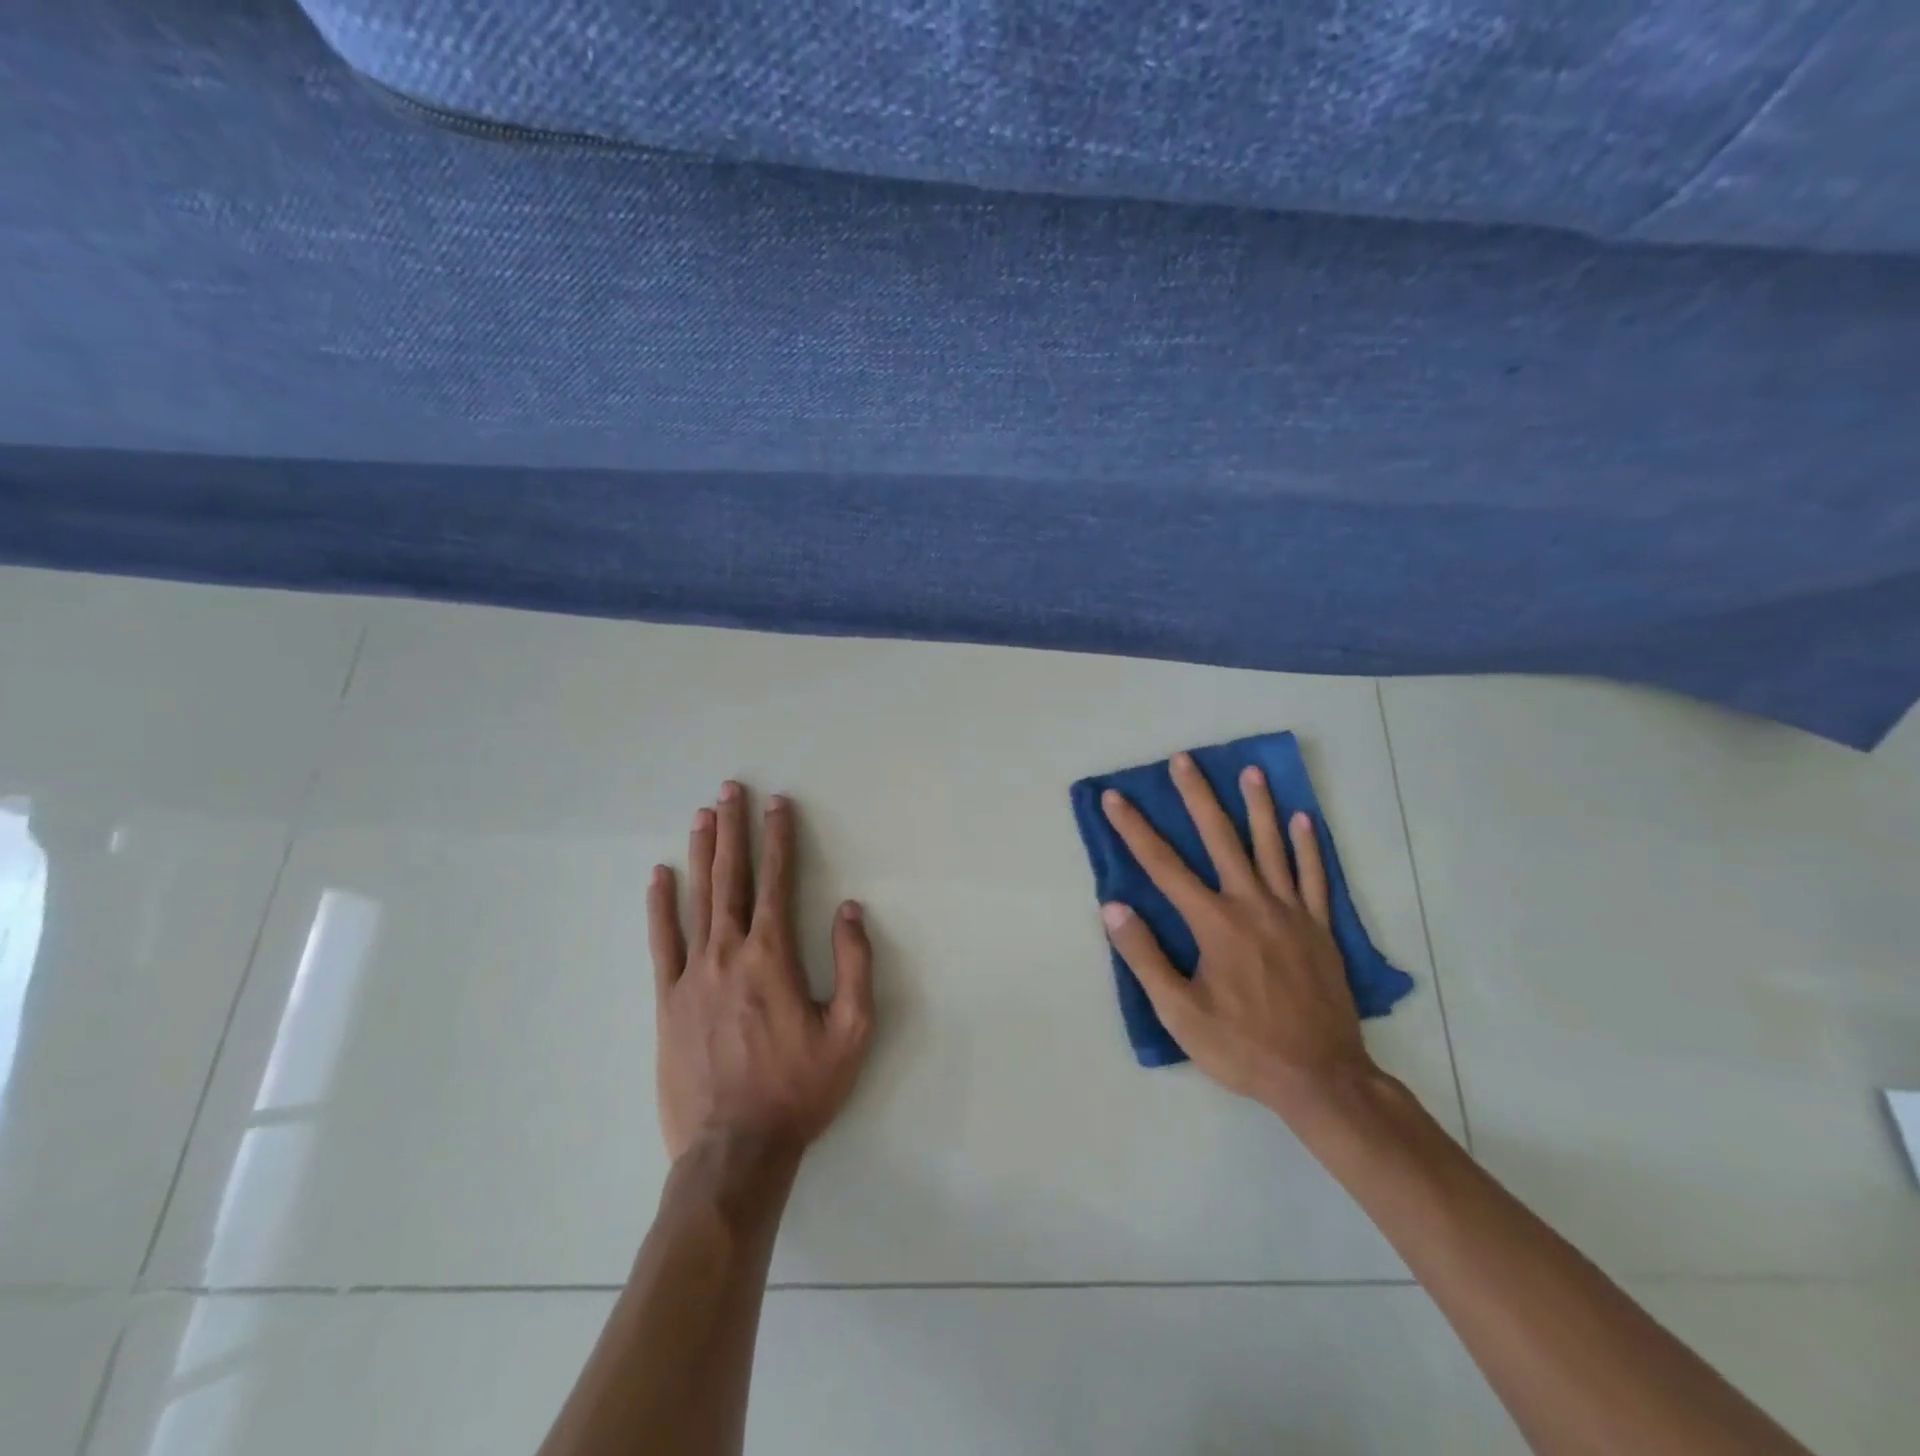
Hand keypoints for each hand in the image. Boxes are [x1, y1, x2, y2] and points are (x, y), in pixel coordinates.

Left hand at [648, 782, 873, 1165]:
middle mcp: (729, 953)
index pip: (777, 881)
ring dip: (703, 853)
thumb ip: (855, 964)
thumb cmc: (800, 1089)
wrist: (734, 1150)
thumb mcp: (851, 1031)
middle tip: (731, 790)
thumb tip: (848, 910)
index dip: (779, 839)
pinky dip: (660, 905)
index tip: (779, 805)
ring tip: (703, 815)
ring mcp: (691, 975)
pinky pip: (661, 942)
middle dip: (735, 829)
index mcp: (773, 956)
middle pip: (732, 878)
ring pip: (697, 899)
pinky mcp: (666, 1001)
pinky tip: (660, 876)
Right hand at [1100, 753, 1377, 1117]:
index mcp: (1214, 923)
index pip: (1163, 866)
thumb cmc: (1242, 1046)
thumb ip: (1144, 956)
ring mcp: (1291, 913)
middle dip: (1197, 796)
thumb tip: (1112, 907)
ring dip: (1258, 806)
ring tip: (1250, 771)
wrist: (1321, 1077)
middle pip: (1220, 838)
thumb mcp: (1179, 1012)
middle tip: (1184, 759)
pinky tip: (1304, 820)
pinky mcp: (1319, 928)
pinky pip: (1315, 877)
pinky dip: (1309, 847)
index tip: (1115, 798)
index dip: (1135, 829)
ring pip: (1272, 847)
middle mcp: (1251, 904)